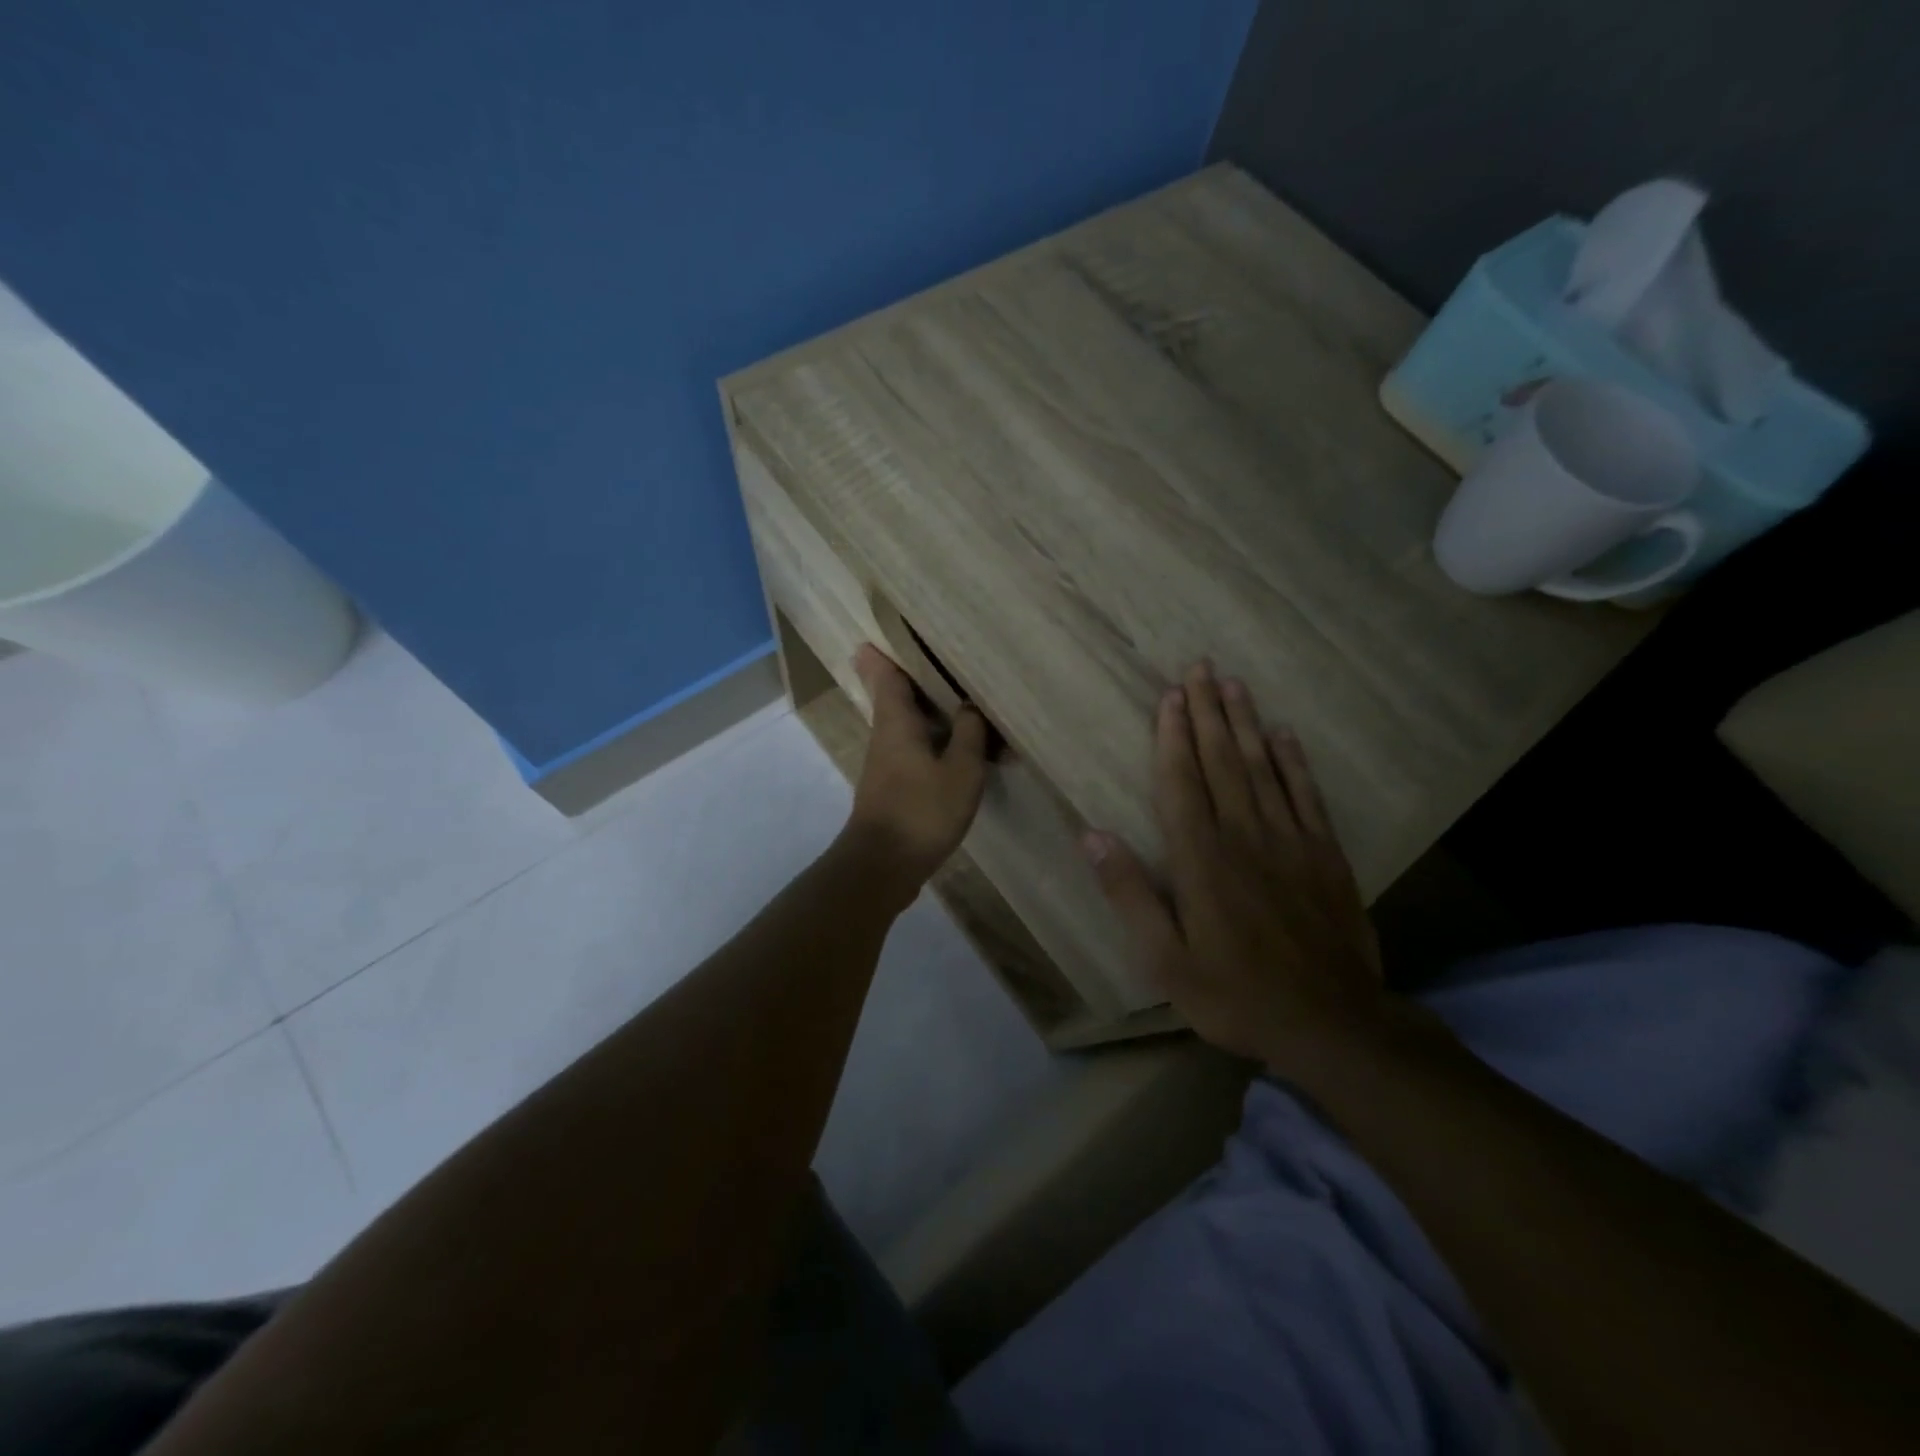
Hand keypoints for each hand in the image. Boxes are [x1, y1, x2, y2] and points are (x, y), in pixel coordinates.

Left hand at [842, 644, 990, 894]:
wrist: (884, 866)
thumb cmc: (922, 811)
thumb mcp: (960, 770)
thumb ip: (969, 733)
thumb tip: (970, 705)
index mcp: (896, 721)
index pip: (886, 674)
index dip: (887, 651)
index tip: (892, 630)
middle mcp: (886, 735)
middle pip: (897, 696)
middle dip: (915, 676)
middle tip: (943, 655)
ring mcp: (887, 763)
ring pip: (910, 724)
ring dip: (932, 710)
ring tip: (964, 696)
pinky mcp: (894, 786)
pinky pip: (917, 749)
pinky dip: (937, 740)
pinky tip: (963, 746)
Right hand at [1084, 662, 1386, 1069]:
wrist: (1332, 1024)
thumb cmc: (1236, 995)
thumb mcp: (1165, 960)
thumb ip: (1129, 894)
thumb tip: (1092, 835)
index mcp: (1201, 860)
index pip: (1181, 783)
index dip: (1173, 736)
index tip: (1170, 695)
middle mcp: (1244, 836)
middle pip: (1222, 762)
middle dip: (1208, 712)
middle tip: (1201, 667)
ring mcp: (1290, 842)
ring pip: (1263, 768)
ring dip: (1246, 724)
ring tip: (1234, 685)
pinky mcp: (1326, 855)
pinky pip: (1307, 796)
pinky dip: (1294, 762)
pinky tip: (1285, 735)